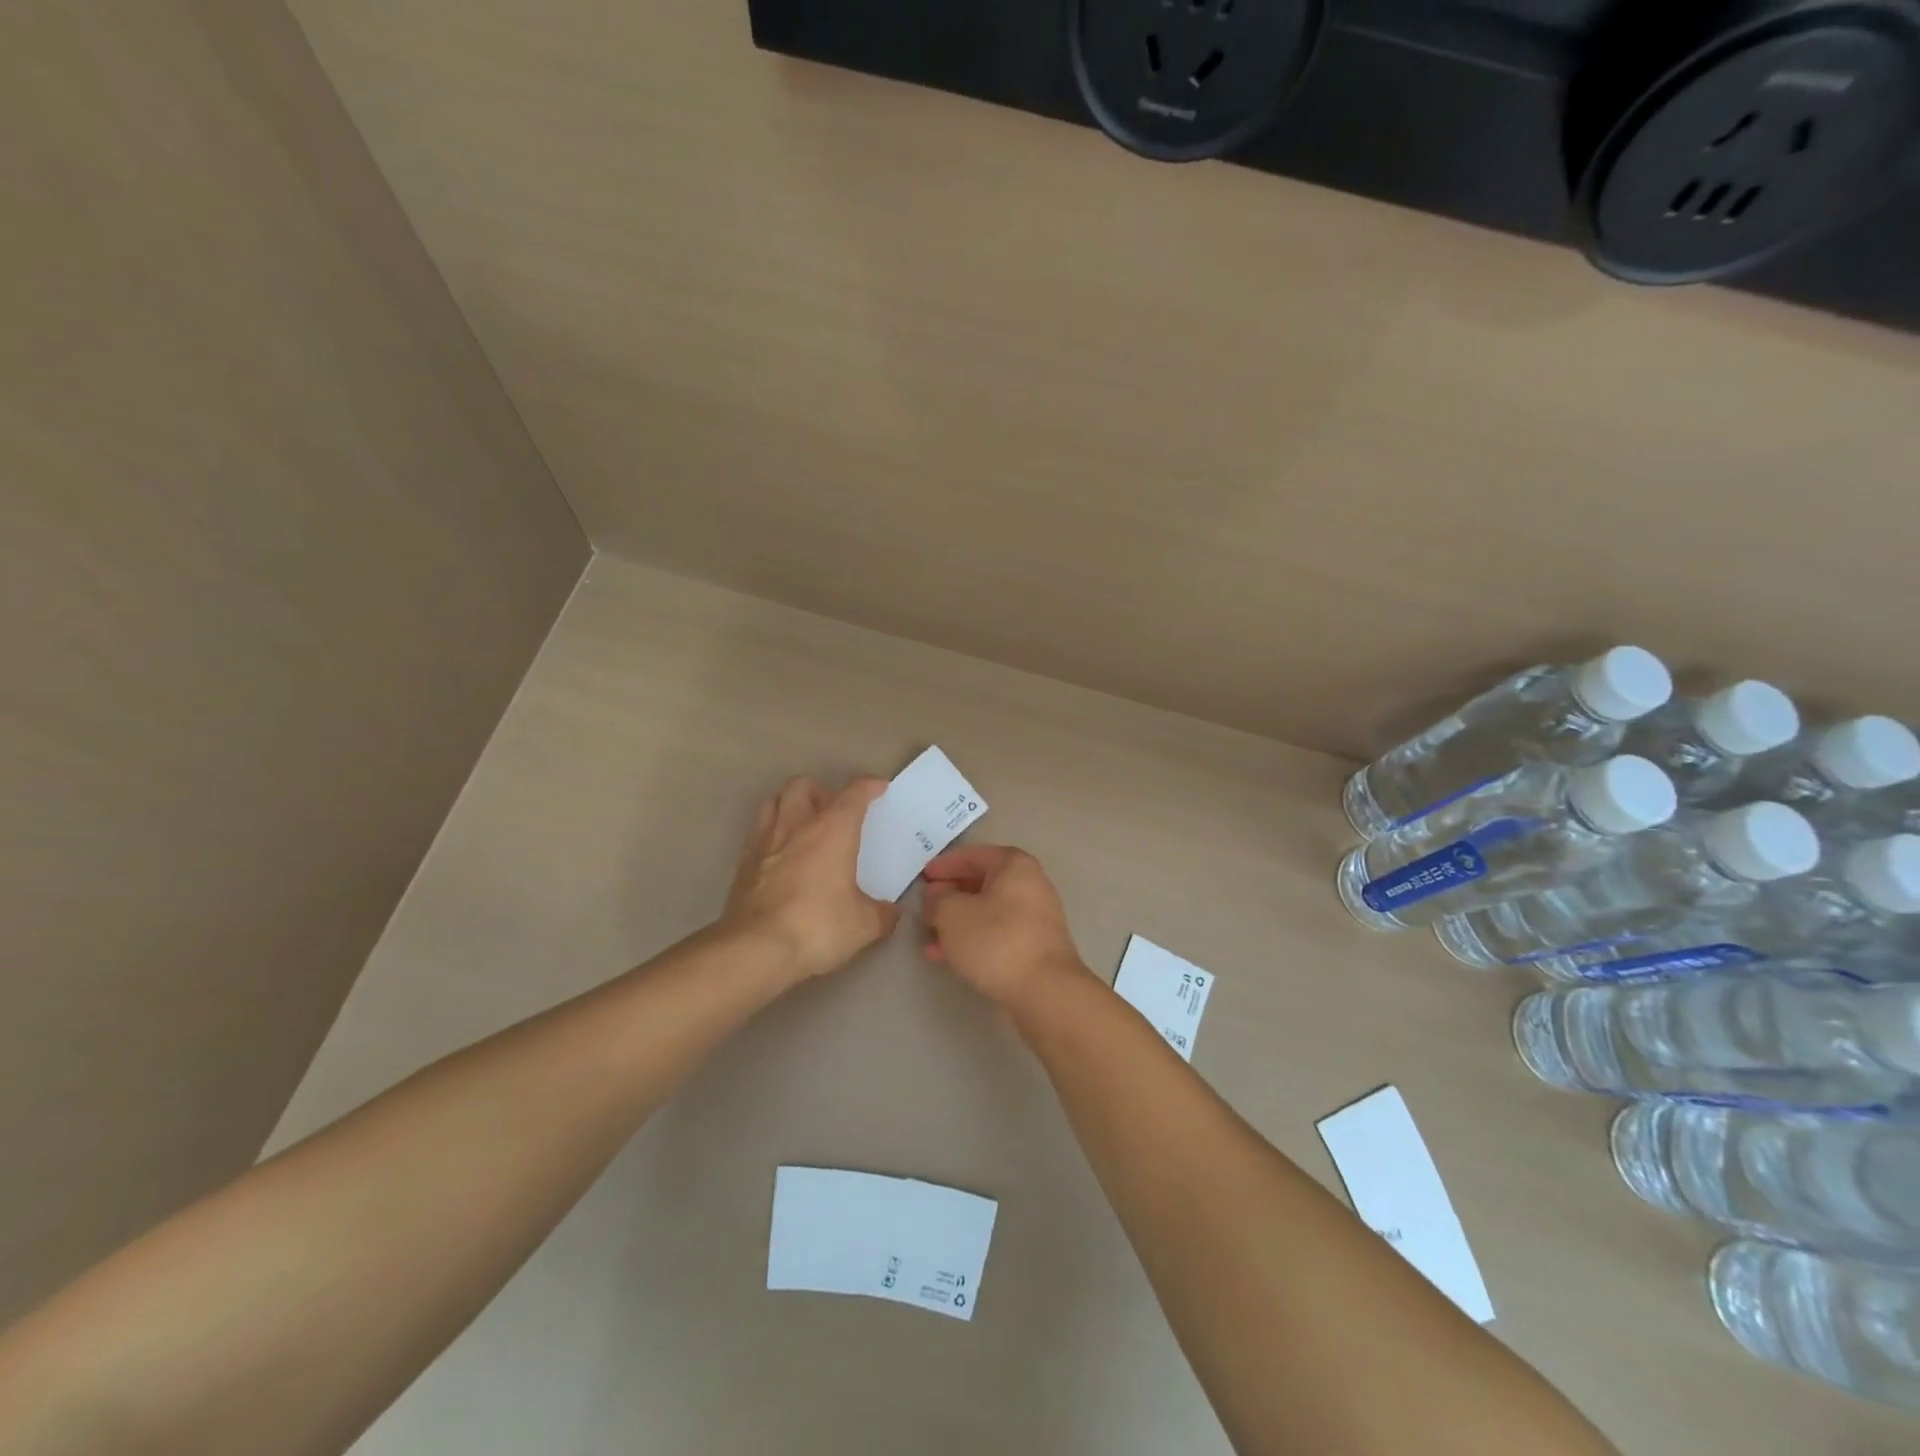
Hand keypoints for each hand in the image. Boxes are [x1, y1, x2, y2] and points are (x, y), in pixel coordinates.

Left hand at [724, 776, 899, 980]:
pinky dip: (772, 835)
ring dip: (790, 806)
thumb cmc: (817, 927)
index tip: (879, 789)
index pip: (854, 793)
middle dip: (821, 791)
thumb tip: (890, 912)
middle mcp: (797, 826)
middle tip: (834, 814)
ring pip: (774, 801)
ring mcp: (764, 842)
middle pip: (803, 785)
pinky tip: (781, 857)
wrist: (755, 950)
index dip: (869, 786)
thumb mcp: (863, 925)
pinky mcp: (743, 864)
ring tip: (804, 828)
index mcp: (832, 830)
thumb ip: (881, 914)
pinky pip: (758, 832)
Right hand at [920, 846, 1086, 1007]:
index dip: (945, 865)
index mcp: (1014, 865)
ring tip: (929, 938)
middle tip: (925, 907)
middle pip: (982, 883)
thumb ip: (937, 900)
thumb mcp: (952, 914)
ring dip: (958, 922)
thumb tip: (936, 898)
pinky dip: (973, 940)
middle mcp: (1031, 885)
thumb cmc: (996, 940)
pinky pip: (997, 934)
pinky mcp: (1035, 947)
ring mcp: (1036, 918)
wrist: (1044, 991)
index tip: (923, 876)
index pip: (974, 856)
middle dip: (950, 896)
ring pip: (988, 912)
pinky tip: (947, 957)